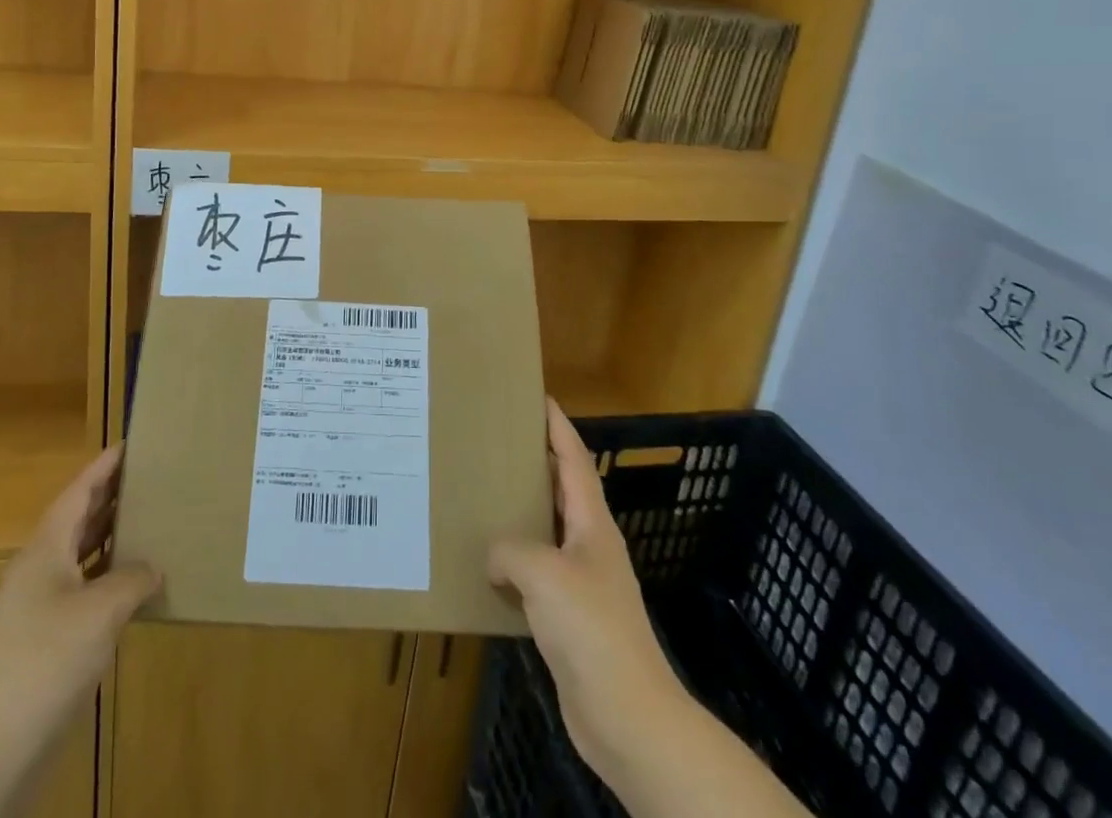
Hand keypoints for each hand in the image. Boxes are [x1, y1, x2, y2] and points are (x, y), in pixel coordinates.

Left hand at [0, 443, 160, 743]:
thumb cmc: (44, 660)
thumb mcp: (100, 612)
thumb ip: (132, 578)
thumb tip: (152, 567)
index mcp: (45, 549)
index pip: (78, 493)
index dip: (103, 468)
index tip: (130, 444)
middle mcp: (40, 570)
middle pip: (79, 520)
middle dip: (111, 498)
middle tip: (151, 477)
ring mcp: (40, 608)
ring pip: (82, 557)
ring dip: (112, 538)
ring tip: (151, 521)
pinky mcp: (46, 641)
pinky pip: (85, 591)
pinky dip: (110, 579)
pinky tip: (136, 587)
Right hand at [491, 402, 807, 817]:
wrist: (627, 716)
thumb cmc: (592, 629)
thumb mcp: (543, 573)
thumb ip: (510, 549)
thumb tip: (495, 556)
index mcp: (593, 523)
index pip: (575, 459)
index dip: (558, 426)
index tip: (538, 396)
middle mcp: (590, 545)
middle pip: (562, 489)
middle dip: (535, 462)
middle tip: (496, 440)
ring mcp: (582, 583)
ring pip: (547, 531)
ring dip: (521, 512)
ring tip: (484, 493)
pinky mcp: (570, 618)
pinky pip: (537, 573)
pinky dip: (514, 561)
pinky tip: (488, 563)